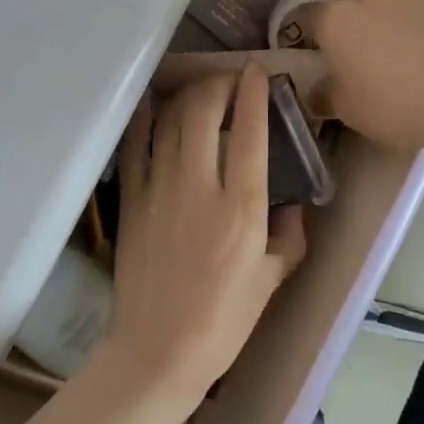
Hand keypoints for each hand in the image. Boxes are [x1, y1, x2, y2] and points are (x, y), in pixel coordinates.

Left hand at [105, 66, 306, 408]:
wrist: (158, 351)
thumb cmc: (224, 321)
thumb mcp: (272, 279)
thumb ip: (289, 235)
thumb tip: (291, 204)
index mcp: (243, 208)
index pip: (251, 133)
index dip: (254, 93)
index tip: (257, 71)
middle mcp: (201, 187)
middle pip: (204, 113)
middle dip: (217, 84)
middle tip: (227, 79)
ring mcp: (160, 191)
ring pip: (170, 121)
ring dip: (187, 96)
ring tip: (198, 90)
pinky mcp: (132, 201)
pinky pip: (136, 146)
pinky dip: (145, 119)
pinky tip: (153, 103)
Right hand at [311, 0, 423, 163]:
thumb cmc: (393, 106)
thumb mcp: (348, 111)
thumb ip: (325, 95)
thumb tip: (314, 92)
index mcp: (335, 20)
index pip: (314, 17)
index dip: (321, 37)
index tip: (330, 57)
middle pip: (354, 0)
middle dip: (358, 20)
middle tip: (370, 52)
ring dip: (393, 9)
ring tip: (408, 38)